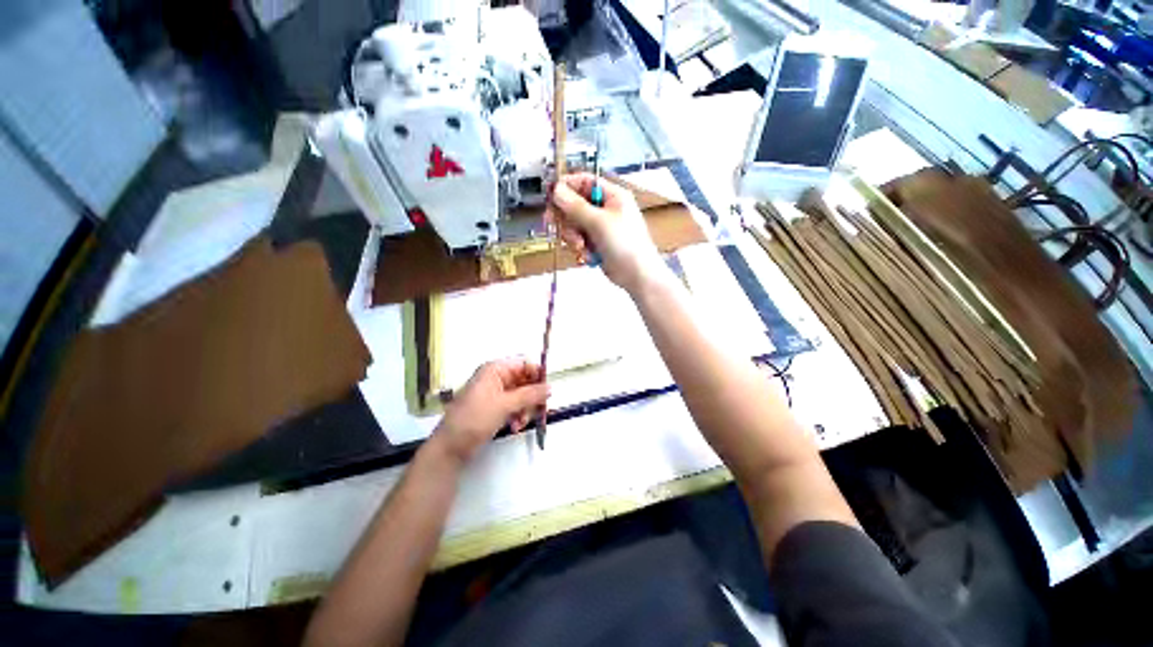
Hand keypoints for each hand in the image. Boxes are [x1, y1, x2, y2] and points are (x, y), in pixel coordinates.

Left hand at [433, 358, 549, 463]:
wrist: (450, 448)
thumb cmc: (475, 419)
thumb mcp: (504, 405)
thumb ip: (530, 395)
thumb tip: (550, 387)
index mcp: (495, 370)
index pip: (523, 364)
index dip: (537, 374)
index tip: (548, 389)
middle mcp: (496, 378)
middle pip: (525, 380)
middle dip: (532, 396)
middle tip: (540, 410)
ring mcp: (495, 394)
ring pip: (522, 395)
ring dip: (526, 409)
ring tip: (521, 423)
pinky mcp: (495, 408)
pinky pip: (514, 406)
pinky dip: (518, 415)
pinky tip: (515, 427)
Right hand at [547, 173, 665, 293]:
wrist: (637, 275)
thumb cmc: (624, 244)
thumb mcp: (598, 222)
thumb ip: (575, 206)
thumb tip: (556, 189)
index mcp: (612, 196)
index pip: (585, 181)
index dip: (566, 186)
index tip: (550, 195)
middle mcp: (605, 209)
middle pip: (575, 204)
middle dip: (566, 217)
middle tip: (552, 223)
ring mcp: (600, 227)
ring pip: (574, 224)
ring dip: (572, 235)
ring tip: (580, 246)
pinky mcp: (596, 243)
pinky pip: (578, 238)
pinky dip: (578, 246)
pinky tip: (585, 254)